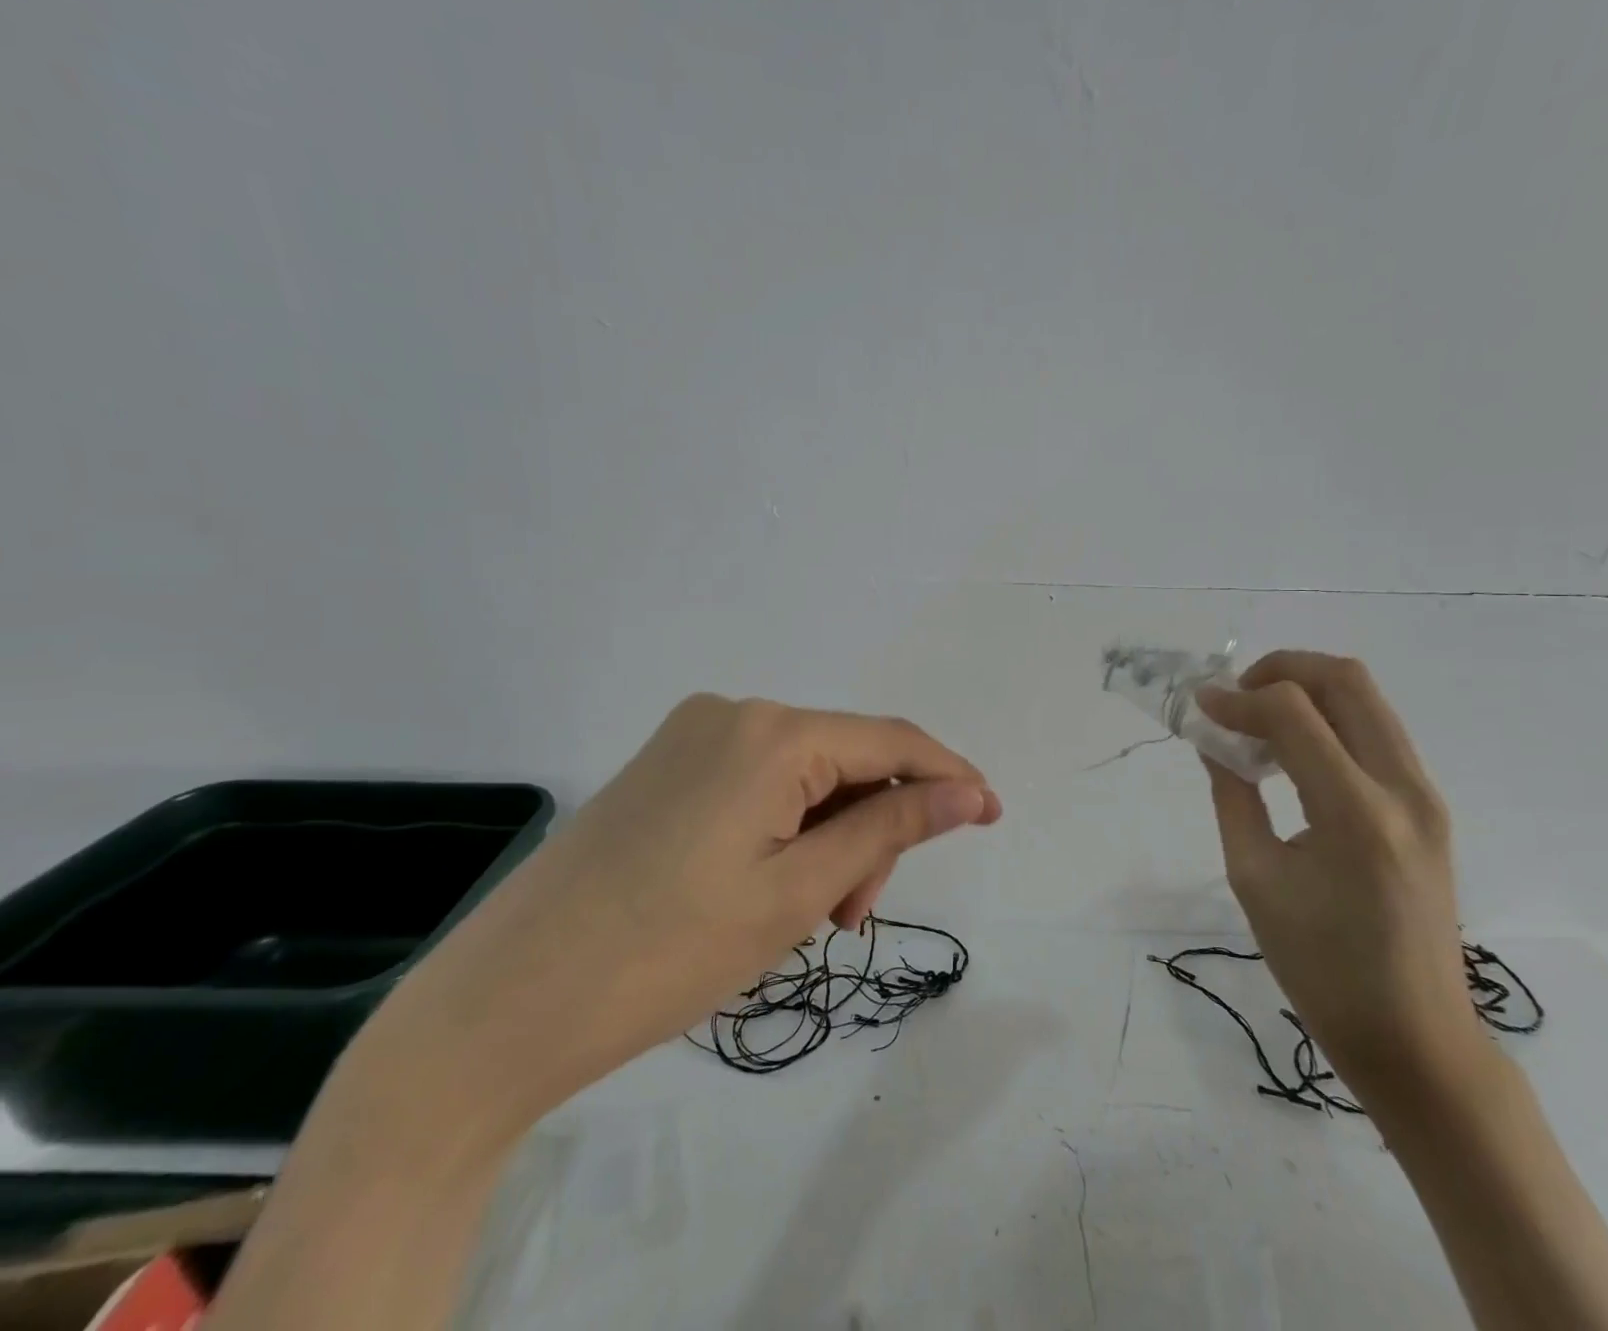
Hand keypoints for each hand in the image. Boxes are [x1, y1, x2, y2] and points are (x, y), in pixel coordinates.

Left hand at [377, 695, 1000, 1133]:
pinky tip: (764, 887)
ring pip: (801, 776)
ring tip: (803, 916)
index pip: (890, 740)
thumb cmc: (665, 953)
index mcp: (770, 732)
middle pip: (843, 760)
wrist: (501, 1006)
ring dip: (826, 837)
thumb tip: (969, 792)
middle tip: (852, 915)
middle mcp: (731, 713)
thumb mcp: (797, 893)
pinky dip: (784, 829)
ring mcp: (690, 736)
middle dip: (870, 829)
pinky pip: (756, 784)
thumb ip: (890, 829)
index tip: (992, 815)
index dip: (949, 776)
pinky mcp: (664, 767)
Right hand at [1197, 652, 1483, 1105]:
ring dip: (1306, 691)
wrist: (1415, 1036)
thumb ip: (1232, 795)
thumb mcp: (1254, 878)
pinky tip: (1292, 751)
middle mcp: (1403, 791)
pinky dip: (1328, 719)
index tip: (1200, 706)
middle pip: (1346, 680)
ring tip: (1257, 721)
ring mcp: (1426, 796)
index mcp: (1356, 816)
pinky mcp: (1428, 806)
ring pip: (1367, 699)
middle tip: (1236, 696)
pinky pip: (1376, 731)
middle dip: (1281, 670)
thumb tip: (1213, 739)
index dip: (1238, 699)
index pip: (1294, 715)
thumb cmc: (1320, 969)